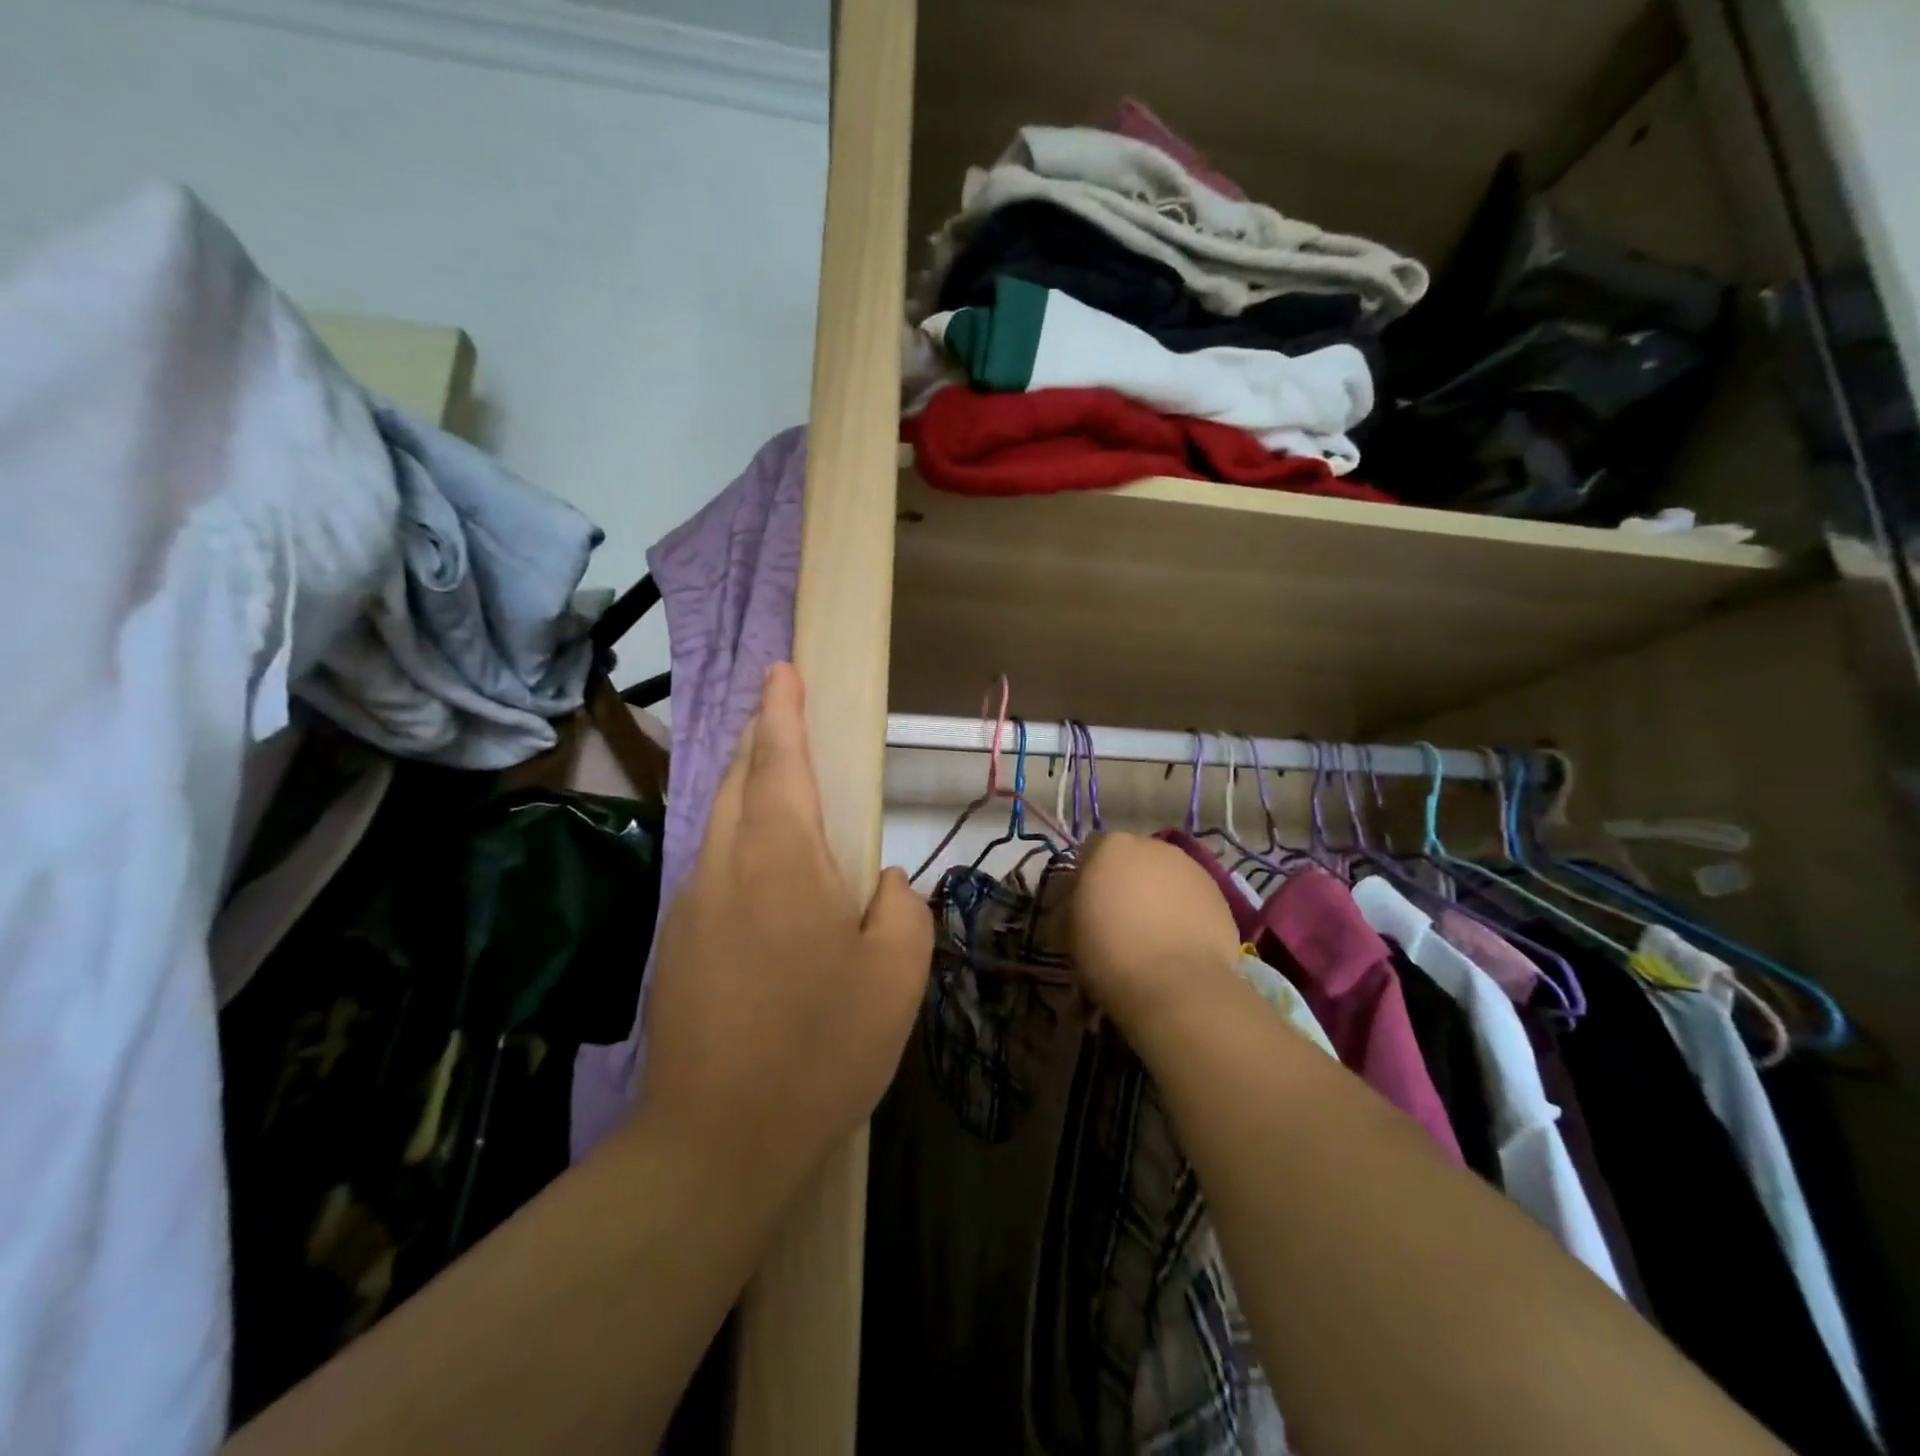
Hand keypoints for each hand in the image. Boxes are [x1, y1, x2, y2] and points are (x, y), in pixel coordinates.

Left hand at [639, 663, 932, 1200]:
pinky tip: (765, 878)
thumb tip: (881, 882)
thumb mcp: (896, 973)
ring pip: (718, 820)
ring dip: (747, 789)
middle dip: (759, 738)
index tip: (782, 668)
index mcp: (781, 857)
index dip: (782, 708)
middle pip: (737, 777)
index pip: (778, 758)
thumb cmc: (820, 1047)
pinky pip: (711, 866)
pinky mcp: (676, 943)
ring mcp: (691, 904)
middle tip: (784, 718)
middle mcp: (725, 864)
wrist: (715, 1141)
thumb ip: (901, 906)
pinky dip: (738, 841)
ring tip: (780, 789)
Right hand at [1070, 832, 1242, 1037]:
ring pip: (1165, 875)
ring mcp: (1191, 867)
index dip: (1086, 877)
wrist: (1176, 985)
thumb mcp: (1068, 930)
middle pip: (1132, 858)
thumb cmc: (1110, 953)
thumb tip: (1078, 904)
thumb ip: (1072, 904)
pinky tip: (1179, 941)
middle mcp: (1153, 846)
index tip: (1085, 906)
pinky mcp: (1220, 894)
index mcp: (1111, 847)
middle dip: (1126, 880)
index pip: (1091, 850)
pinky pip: (1191, 896)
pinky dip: (1184, 910)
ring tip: (1154, 932)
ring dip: (1157, 893)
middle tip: (1119, 917)